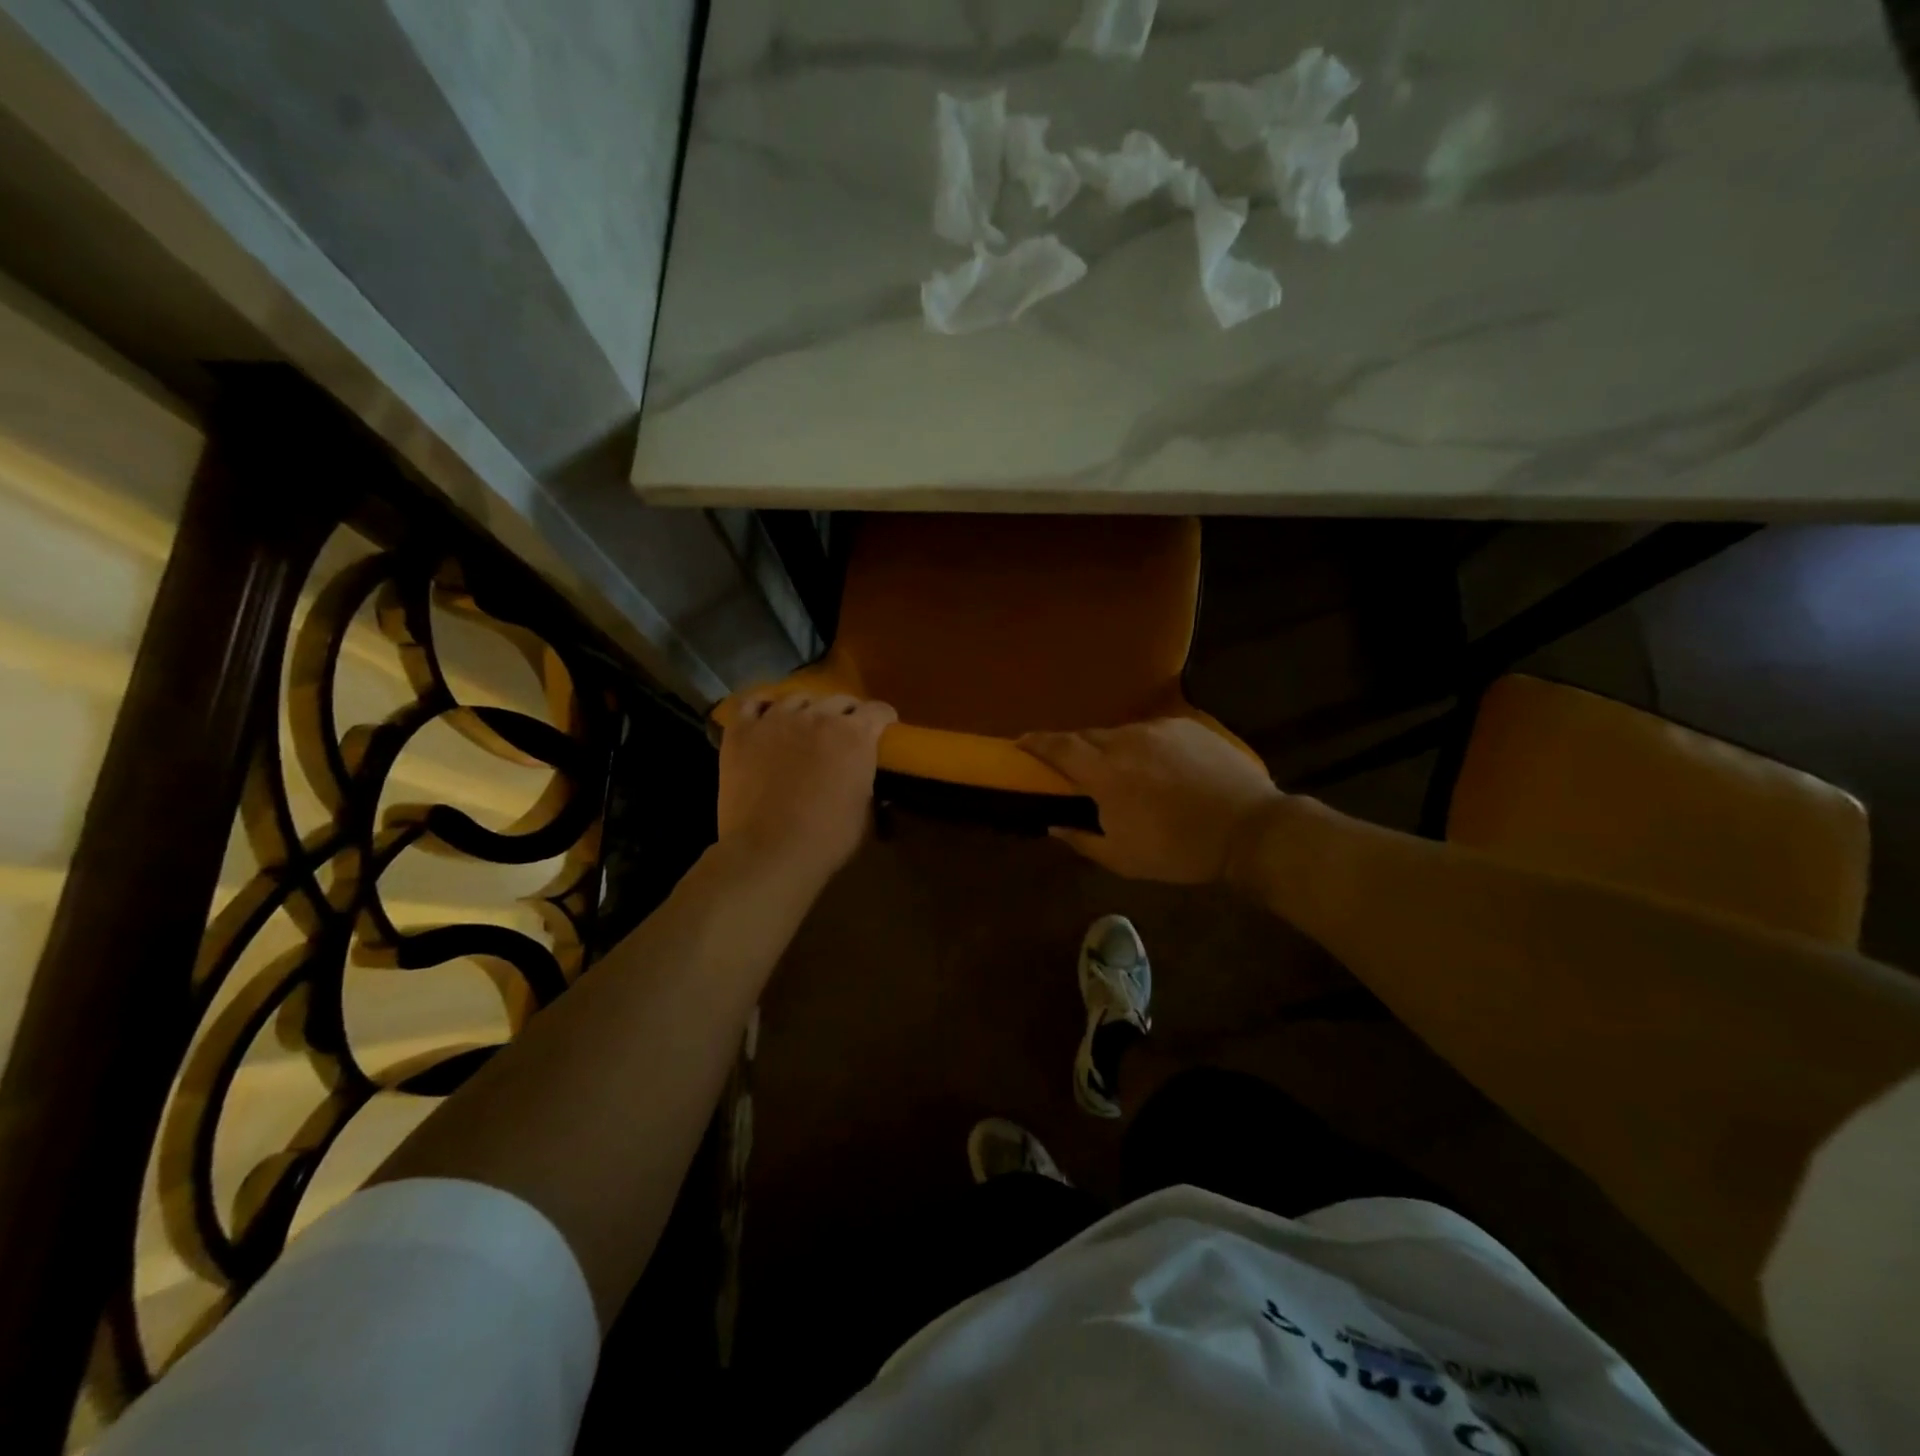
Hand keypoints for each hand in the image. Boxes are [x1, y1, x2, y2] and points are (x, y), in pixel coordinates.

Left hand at [717, 692, 895, 888]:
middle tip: (845, 731)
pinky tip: (766, 716)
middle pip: (840, 699)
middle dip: (847, 712)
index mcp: (855, 736)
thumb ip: (864, 778)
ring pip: (798, 697)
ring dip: (808, 709)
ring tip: (804, 724)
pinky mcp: (743, 730)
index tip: (883, 727)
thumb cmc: (827, 839)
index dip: (883, 718)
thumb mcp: (864, 809)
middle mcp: (819, 716)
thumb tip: (859, 773)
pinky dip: (763, 707)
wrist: (769, 851)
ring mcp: (777, 719)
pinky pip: (753, 704)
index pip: (878, 711)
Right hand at [1019, 718, 1281, 883]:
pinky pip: (1152, 733)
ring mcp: (1159, 730)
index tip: (1020, 742)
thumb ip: (1081, 839)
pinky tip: (1159, 768)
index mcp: (1105, 774)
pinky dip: (1144, 747)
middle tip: (1076, 768)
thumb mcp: (1123, 858)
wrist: (1249, 828)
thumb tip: (1053, 825)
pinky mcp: (1186, 726)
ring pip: (1121, 734)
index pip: (1059, 748)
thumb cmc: (1180, 850)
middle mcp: (1127, 741)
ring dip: (1111, 749)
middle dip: (1075, 749)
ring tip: (1123, 772)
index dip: (1036, 743)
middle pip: (1087, 736)